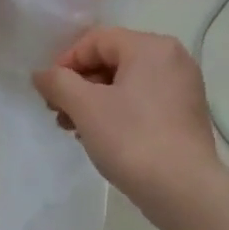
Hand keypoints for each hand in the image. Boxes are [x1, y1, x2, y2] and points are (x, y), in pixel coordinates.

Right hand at [33, 28, 221, 201]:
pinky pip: (144, 102)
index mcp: (151, 47)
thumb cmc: (132, 139)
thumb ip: (58, 83)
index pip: (97, 39)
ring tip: (75, 130)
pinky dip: (118, 113)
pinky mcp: (186, 115)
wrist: (183, 189)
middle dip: (79, 85)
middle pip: (112, 60)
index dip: (66, 62)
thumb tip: (41, 74)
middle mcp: (173, 59)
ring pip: (127, 84)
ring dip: (95, 102)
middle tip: (59, 114)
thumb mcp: (86, 107)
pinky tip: (102, 138)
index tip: (49, 92)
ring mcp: (183, 88)